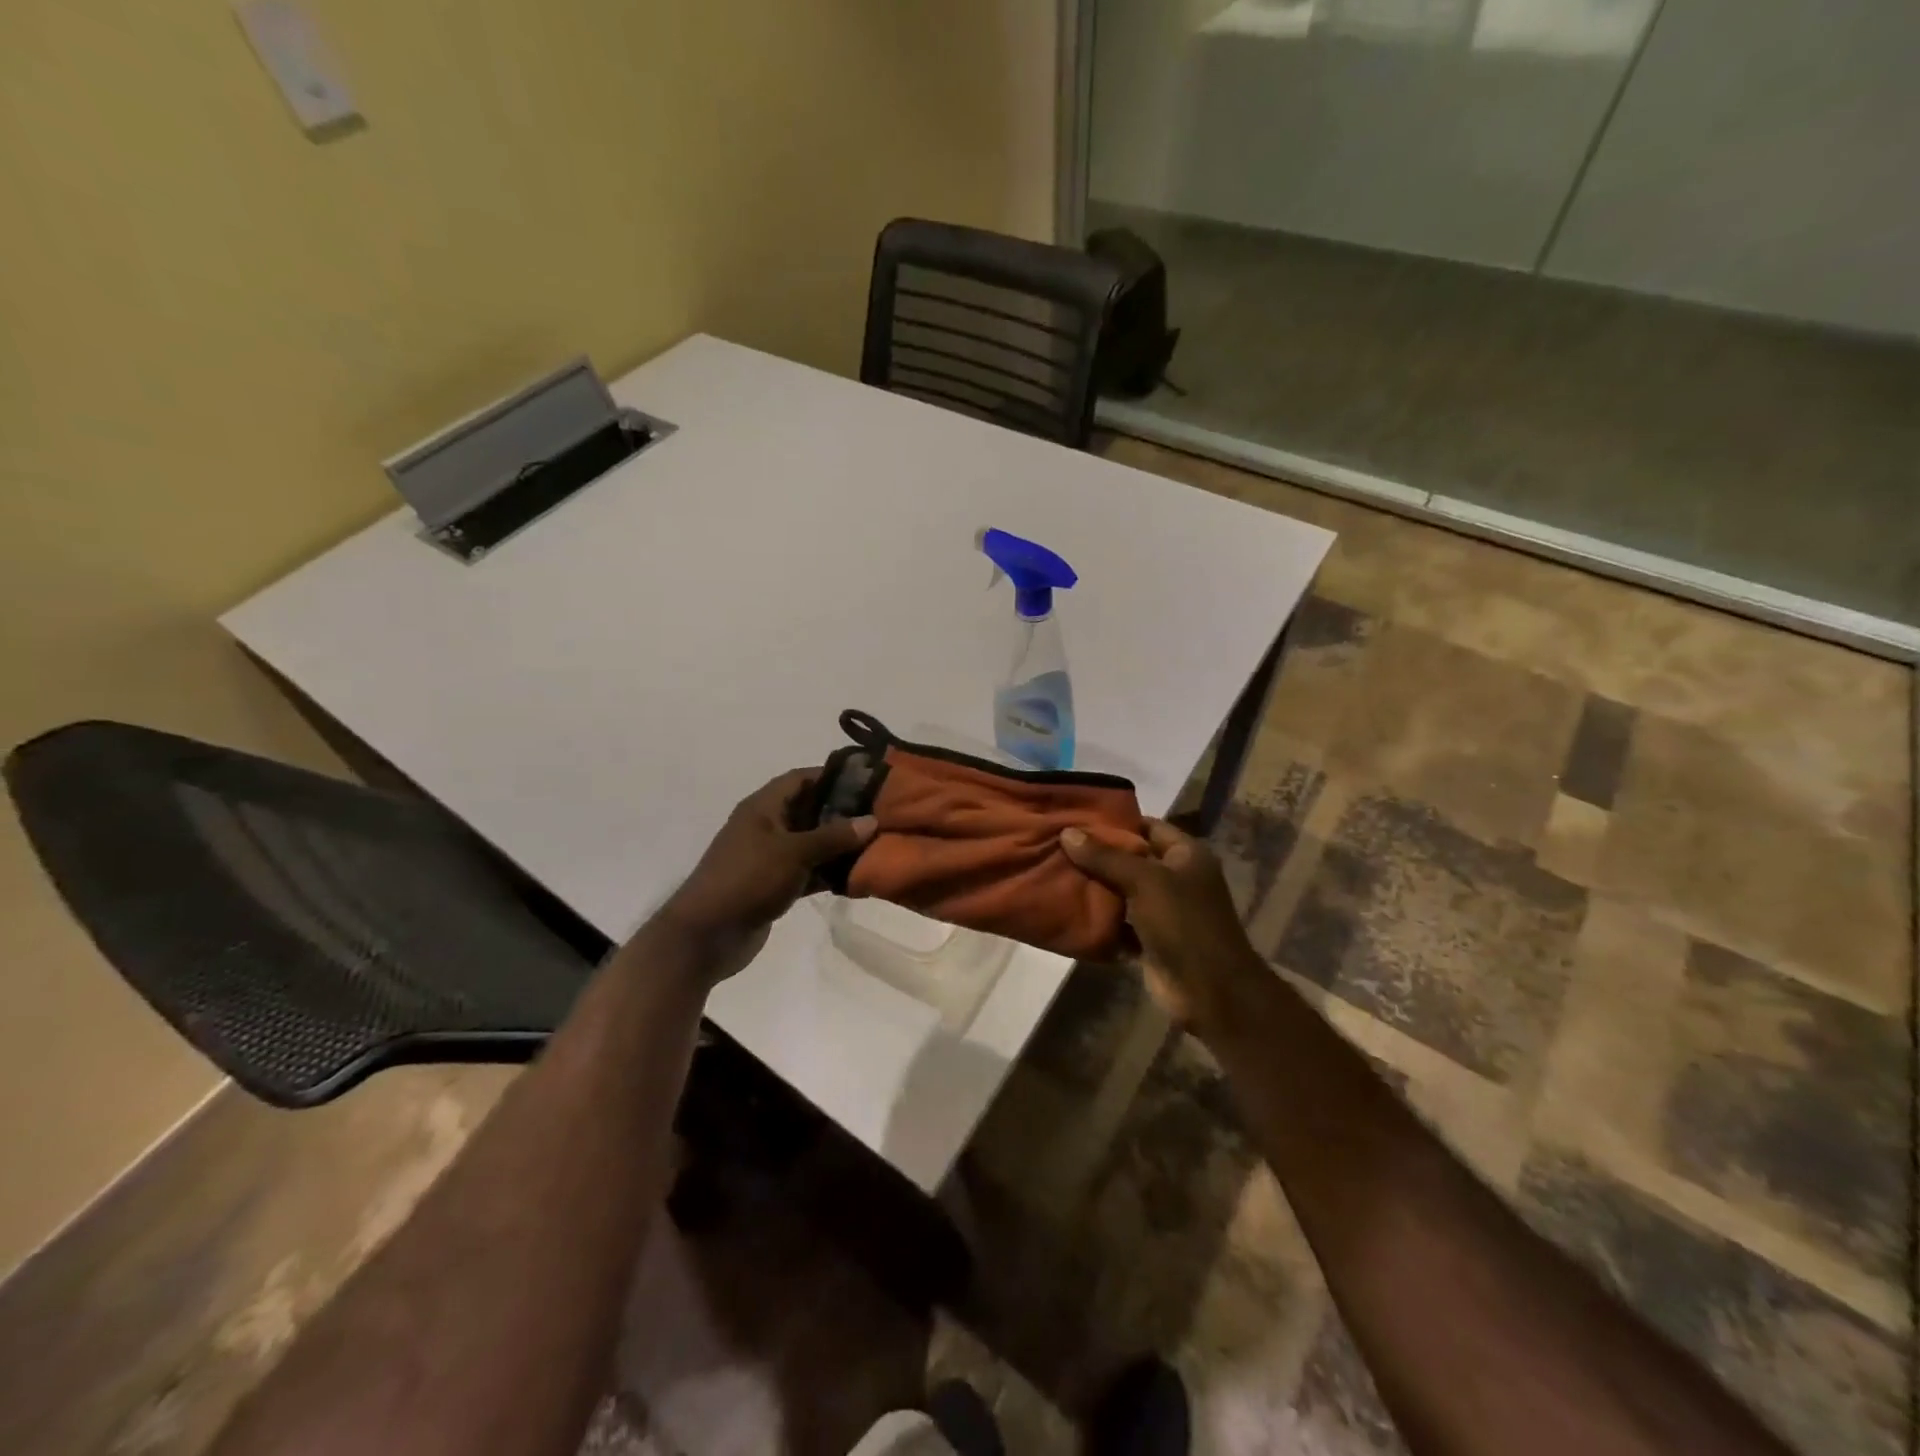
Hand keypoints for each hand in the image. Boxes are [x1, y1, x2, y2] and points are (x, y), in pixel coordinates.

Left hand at [656, 769, 876, 981]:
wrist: (707, 935)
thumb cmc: (748, 879)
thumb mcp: (794, 852)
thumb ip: (833, 836)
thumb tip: (872, 820)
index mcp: (763, 807)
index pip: (801, 778)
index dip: (832, 775)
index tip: (868, 779)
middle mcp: (767, 826)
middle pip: (810, 809)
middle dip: (842, 811)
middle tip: (880, 813)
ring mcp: (770, 857)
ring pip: (812, 843)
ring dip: (839, 845)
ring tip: (878, 842)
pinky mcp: (775, 885)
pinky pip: (809, 871)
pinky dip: (829, 872)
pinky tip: (858, 875)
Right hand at [1060, 818, 1261, 1027]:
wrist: (1210, 992)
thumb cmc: (1184, 924)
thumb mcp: (1145, 881)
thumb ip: (1106, 857)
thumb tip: (1067, 832)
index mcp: (1186, 855)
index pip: (1146, 826)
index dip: (1115, 822)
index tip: (1076, 819)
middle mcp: (1176, 878)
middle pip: (1130, 859)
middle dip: (1096, 855)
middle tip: (1056, 845)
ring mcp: (1163, 911)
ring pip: (1122, 892)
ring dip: (1094, 887)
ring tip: (1055, 872)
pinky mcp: (1150, 940)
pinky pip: (1119, 923)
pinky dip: (1099, 920)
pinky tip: (1067, 910)